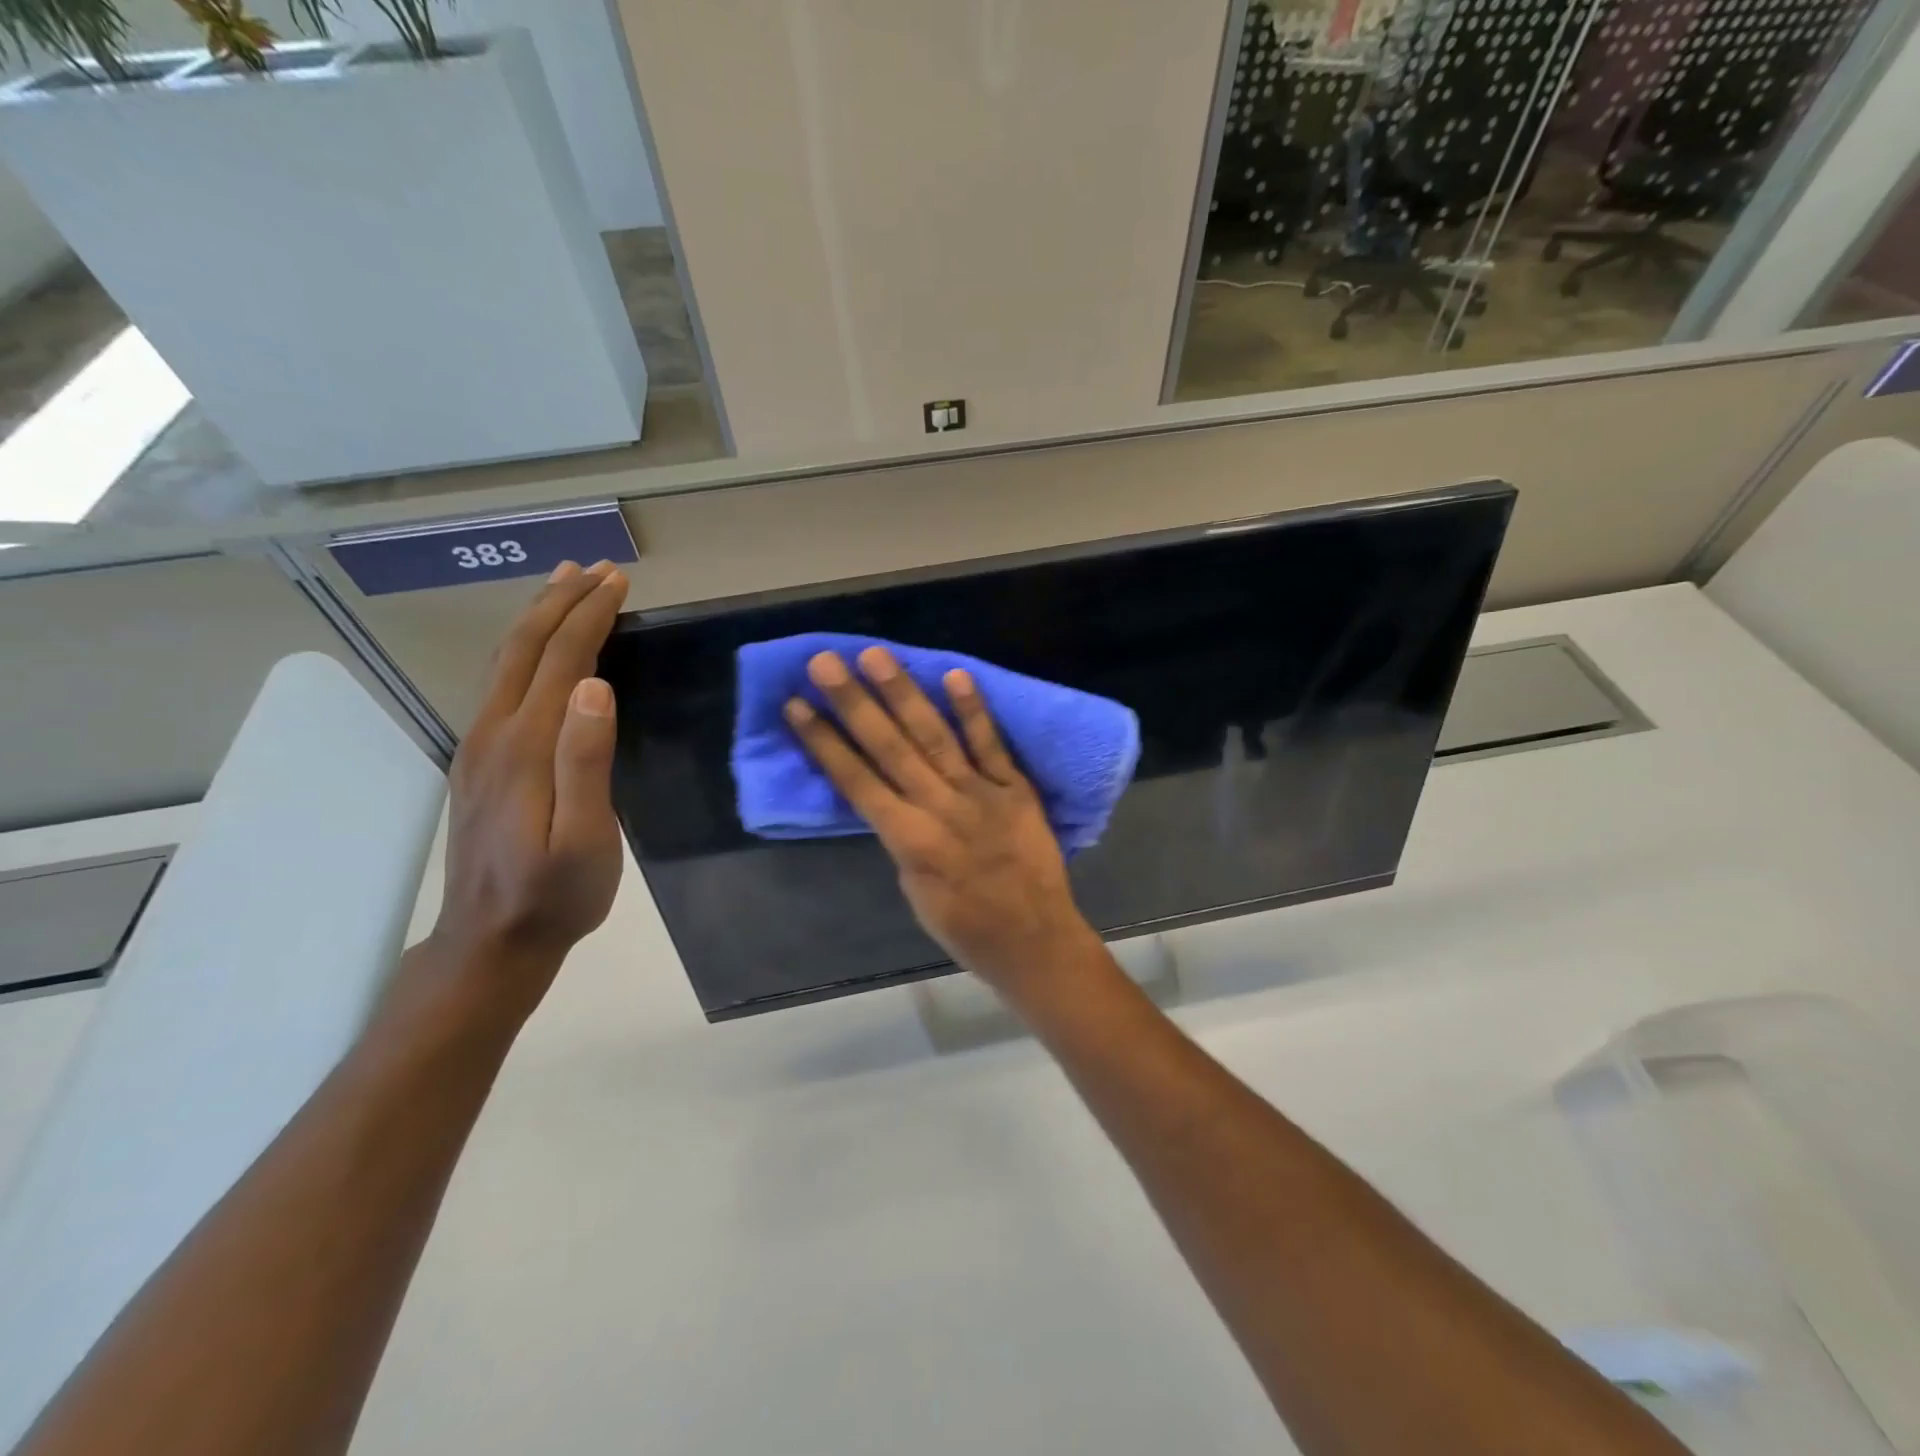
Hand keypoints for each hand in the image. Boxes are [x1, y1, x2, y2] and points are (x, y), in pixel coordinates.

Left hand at [414, 559, 629, 1024]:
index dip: (589, 615)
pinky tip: (539, 653)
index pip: (560, 659)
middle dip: (562, 601)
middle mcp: (494, 732)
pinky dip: (526, 651)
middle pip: (525, 648)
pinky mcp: (480, 762)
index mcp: (526, 745)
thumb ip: (585, 761)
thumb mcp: (584, 837)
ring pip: (508, 663)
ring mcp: (480, 746)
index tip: (618, 580)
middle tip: (597, 568)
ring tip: (564, 586)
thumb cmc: (556, 893)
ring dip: (538, 618)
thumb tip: (592, 686)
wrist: (492, 941)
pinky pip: (502, 685)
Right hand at [783, 646, 1101, 993]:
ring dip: (904, 694)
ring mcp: (980, 794)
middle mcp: (939, 807)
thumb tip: (891, 799)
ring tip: (876, 656)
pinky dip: (974, 712)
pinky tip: (955, 675)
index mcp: (908, 840)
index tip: (796, 705)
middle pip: (889, 747)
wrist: (1034, 941)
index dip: (824, 742)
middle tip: (824, 661)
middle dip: (853, 703)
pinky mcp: (1016, 789)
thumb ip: (902, 837)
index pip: (855, 781)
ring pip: (934, 737)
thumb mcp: (914, 890)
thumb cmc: (965, 928)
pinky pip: (992, 746)